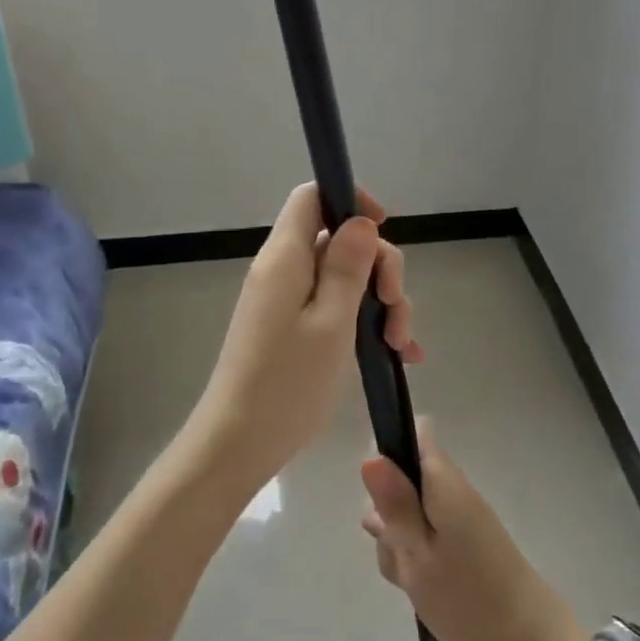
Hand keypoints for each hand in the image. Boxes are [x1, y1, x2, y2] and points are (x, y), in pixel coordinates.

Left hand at [190, 183, 420, 486]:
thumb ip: (348, 267)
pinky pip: (335, 308)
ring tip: (399, 345)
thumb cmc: (288, 383)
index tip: (384, 229)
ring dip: (380, 302)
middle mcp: (283, 270)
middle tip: (397, 311)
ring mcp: (287, 302)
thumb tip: (361, 221)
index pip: (312, 197)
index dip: (351, 201)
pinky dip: (366, 323)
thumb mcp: (331, 322)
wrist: (239, 443)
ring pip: (344, 278)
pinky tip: (396, 355)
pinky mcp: (292, 329)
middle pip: (339, 240)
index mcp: (285, 257)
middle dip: (380, 267)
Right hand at [361, 420, 586, 640]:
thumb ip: (393, 505)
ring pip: (409, 513)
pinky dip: (415, 558)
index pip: (413, 434)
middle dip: (387, 511)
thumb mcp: (417, 555)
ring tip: (410, 578)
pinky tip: (418, 587)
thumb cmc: (467, 599)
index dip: (388, 452)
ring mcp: (459, 517)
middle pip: (403, 480)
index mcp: (443, 483)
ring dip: (398, 541)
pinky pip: (426, 537)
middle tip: (396, 550)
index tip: (378, 493)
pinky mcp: (463, 542)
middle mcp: (453, 490)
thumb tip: (370, 456)